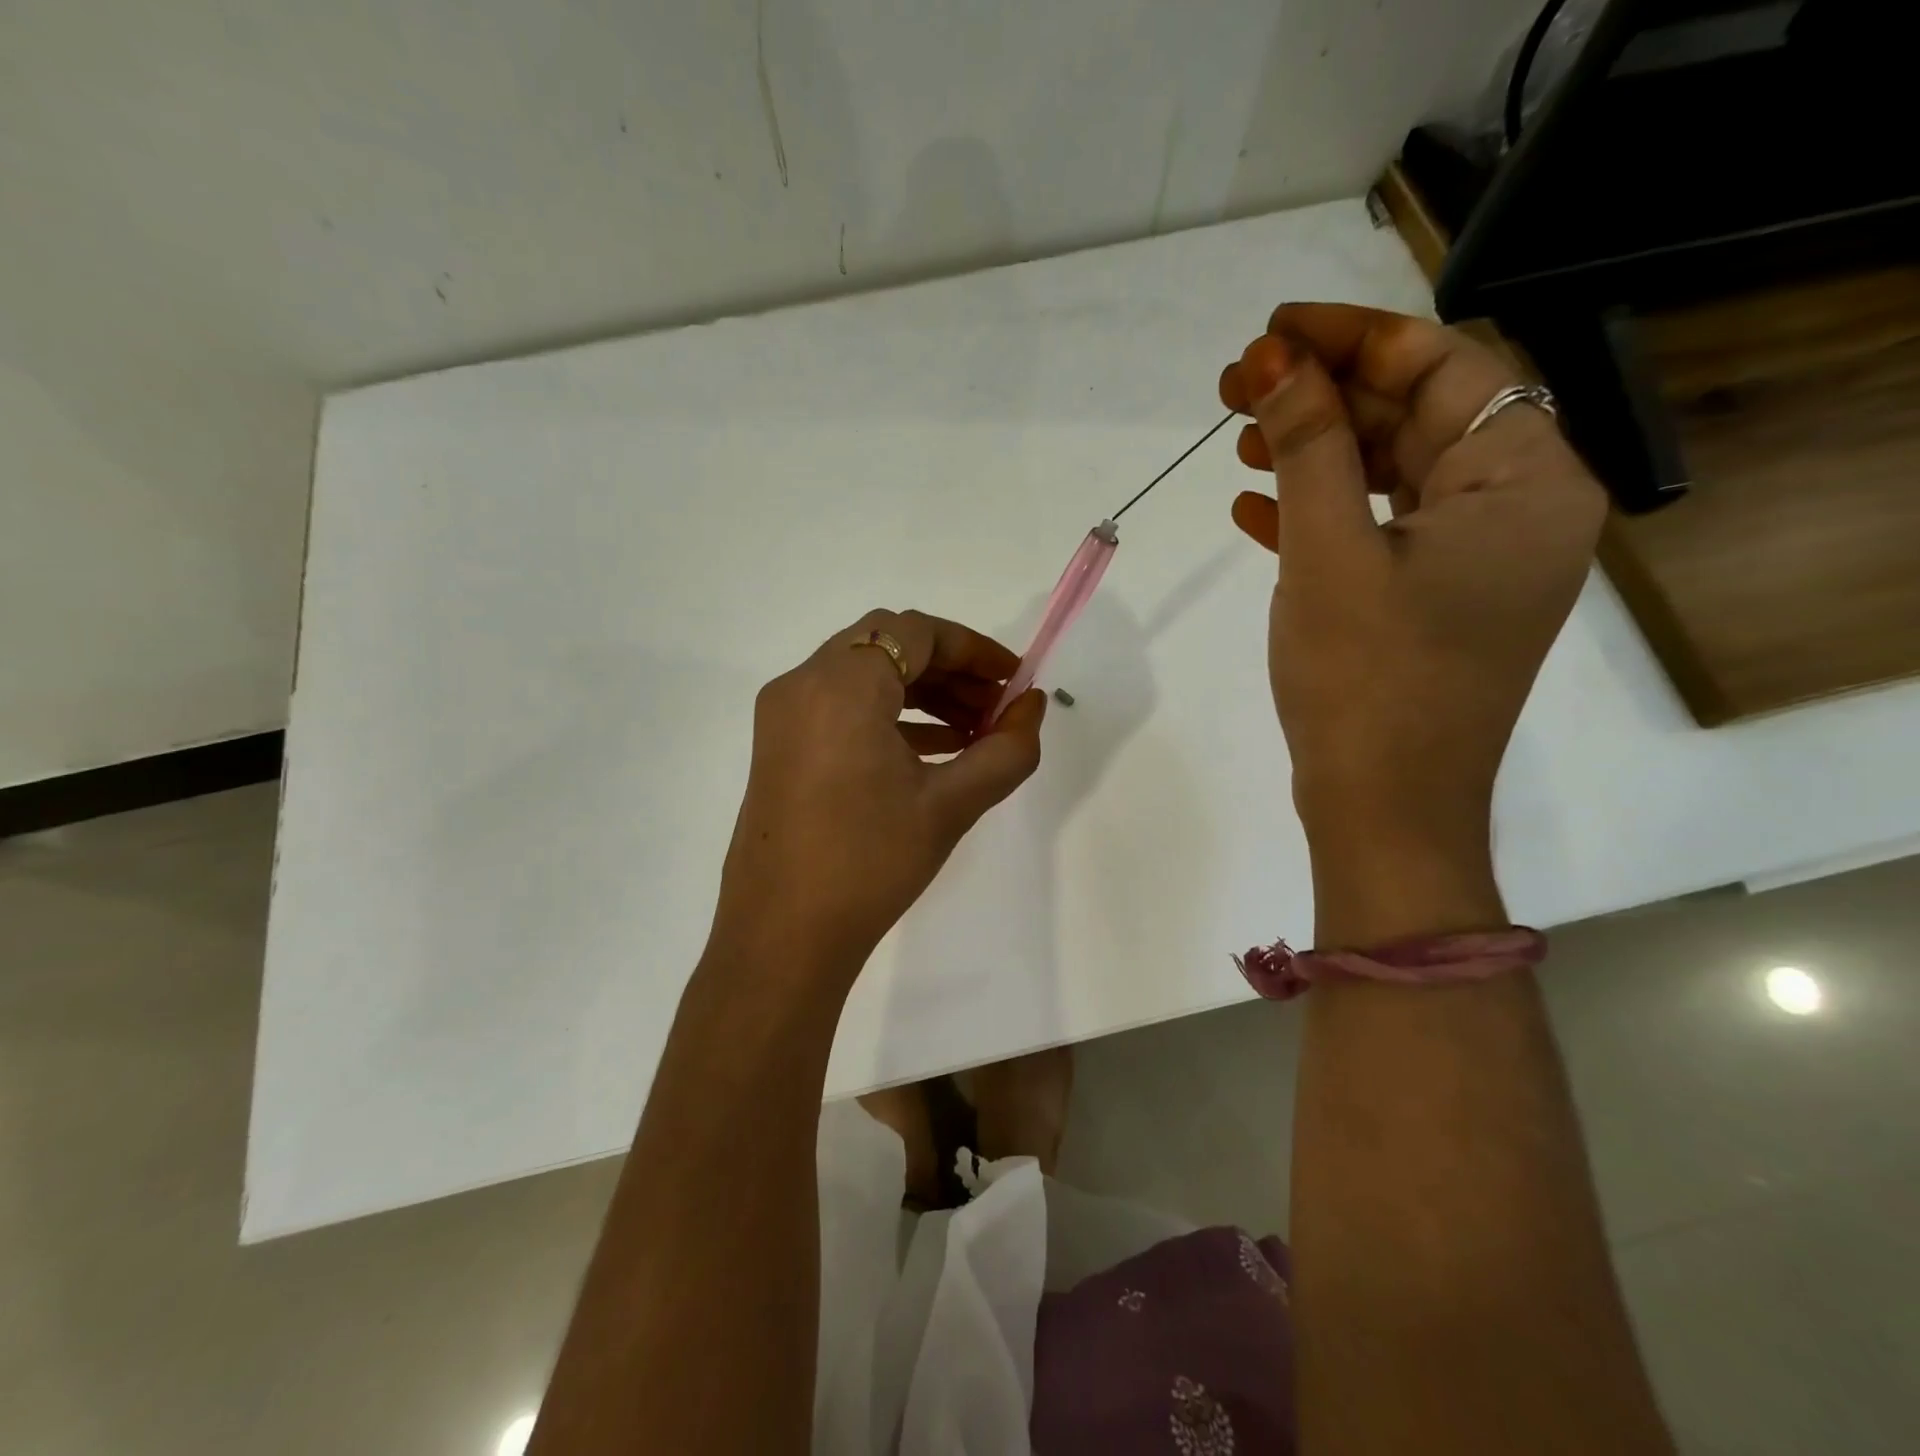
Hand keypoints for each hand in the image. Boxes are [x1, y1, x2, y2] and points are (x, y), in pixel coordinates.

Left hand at [710, 609, 1046, 973]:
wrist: (783, 937)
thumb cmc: (869, 864)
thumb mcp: (951, 805)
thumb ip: (1006, 750)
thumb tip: (1033, 707)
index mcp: (841, 685)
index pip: (916, 632)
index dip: (974, 649)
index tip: (1015, 681)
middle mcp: (803, 683)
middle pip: (887, 644)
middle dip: (949, 669)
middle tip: (996, 707)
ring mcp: (784, 715)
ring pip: (863, 674)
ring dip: (921, 692)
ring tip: (974, 733)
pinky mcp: (779, 746)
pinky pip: (840, 707)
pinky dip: (888, 715)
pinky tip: (932, 752)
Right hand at [1219, 304, 1605, 938]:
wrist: (1383, 807)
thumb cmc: (1364, 677)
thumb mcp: (1328, 551)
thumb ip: (1307, 447)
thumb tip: (1273, 359)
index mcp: (1524, 482)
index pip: (1444, 368)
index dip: (1352, 339)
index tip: (1272, 330)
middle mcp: (1518, 510)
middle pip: (1418, 418)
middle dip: (1324, 398)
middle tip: (1238, 386)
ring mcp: (1475, 561)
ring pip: (1393, 475)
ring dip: (1315, 454)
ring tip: (1239, 442)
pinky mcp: (1433, 600)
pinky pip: (1379, 531)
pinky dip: (1321, 514)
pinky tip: (1253, 510)